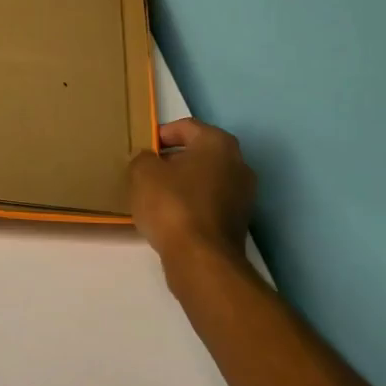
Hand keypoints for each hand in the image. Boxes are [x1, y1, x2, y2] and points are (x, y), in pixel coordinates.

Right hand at [127, 118, 256, 264]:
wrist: (201, 259)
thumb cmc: (172, 205)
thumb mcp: (142, 173)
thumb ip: (142, 158)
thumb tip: (148, 160)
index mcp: (218, 143)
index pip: (186, 127)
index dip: (160, 134)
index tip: (142, 149)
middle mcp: (238, 163)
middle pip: (199, 152)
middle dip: (173, 160)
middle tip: (146, 171)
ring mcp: (243, 194)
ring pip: (205, 179)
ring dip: (183, 183)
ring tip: (155, 196)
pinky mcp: (239, 221)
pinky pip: (210, 202)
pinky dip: (192, 204)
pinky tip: (170, 216)